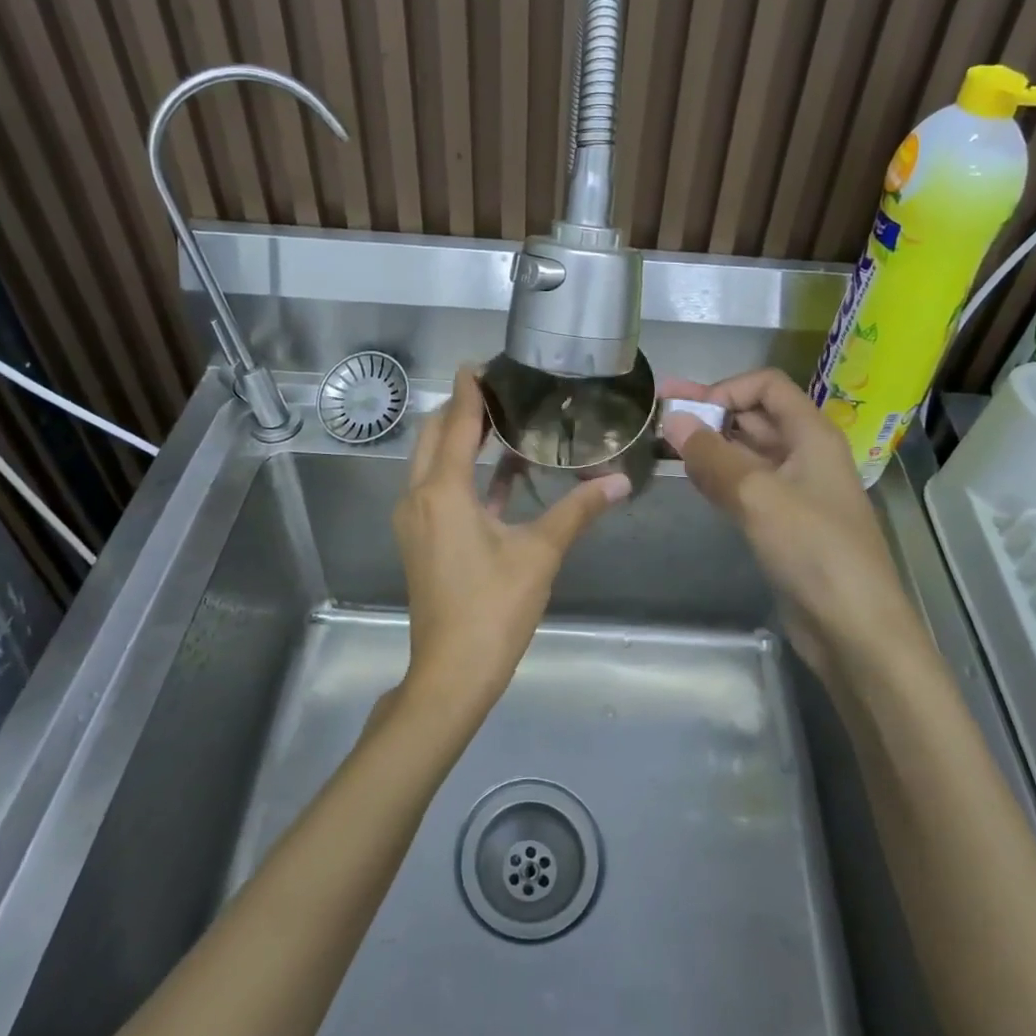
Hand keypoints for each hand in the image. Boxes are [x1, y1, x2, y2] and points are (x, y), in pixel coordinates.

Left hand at [394, 368, 629, 716]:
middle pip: (434, 436)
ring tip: (501, 424)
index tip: (480, 362)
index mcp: (443, 491)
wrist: (451, 672)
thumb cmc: (494, 609)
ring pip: (431, 462)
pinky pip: (436, 489)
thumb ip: (578, 511)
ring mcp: (414, 520)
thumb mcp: (540, 555)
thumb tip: (620, 482)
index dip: (469, 390)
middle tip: (499, 390)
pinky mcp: (420, 539)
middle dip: (462, 410)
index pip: (455, 424)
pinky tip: (500, 477)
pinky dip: (461, 474)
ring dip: (459, 441)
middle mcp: (418, 496)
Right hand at [661, 369, 919, 687]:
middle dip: (708, 412)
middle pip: (754, 416)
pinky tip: (688, 478)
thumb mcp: (759, 496)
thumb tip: (672, 420)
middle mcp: (804, 455)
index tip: (685, 410)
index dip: (726, 389)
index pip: (767, 386)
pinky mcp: (782, 523)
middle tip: (656, 414)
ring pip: (745, 453)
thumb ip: (712, 456)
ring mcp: (793, 490)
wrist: (852, 628)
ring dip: (708, 444)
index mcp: (811, 435)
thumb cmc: (813, 550)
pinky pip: (744, 485)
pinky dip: (716, 476)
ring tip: (661, 444)